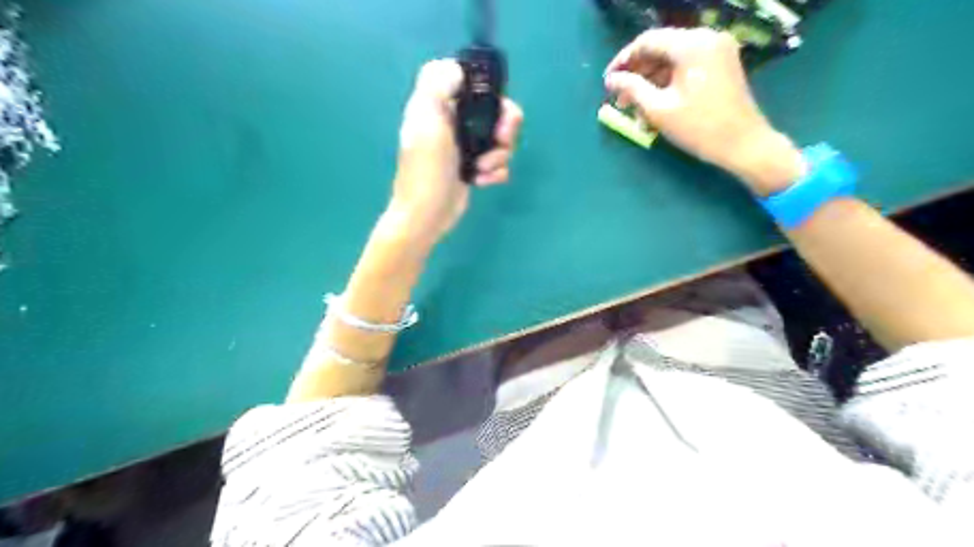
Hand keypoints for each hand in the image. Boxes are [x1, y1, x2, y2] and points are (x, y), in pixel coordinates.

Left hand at [388, 58, 525, 247]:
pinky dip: (496, 172)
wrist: (426, 216)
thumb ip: (437, 87)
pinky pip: (499, 162)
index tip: (491, 102)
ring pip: (501, 137)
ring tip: (483, 170)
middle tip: (501, 139)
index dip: (485, 87)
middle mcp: (454, 122)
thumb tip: (456, 68)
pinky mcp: (475, 167)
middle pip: (495, 108)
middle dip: (505, 126)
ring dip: (500, 155)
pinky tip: (481, 182)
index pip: (467, 79)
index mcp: (439, 105)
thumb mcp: (428, 124)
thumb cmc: (426, 170)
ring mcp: (466, 146)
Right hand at [607, 27, 802, 193]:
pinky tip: (653, 104)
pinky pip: (686, 67)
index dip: (622, 61)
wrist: (743, 144)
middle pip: (660, 48)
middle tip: (617, 97)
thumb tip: (611, 80)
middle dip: (636, 73)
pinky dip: (667, 83)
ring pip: (672, 59)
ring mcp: (716, 50)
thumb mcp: (658, 109)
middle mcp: (705, 38)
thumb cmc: (698, 127)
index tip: (607, 82)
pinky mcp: (721, 64)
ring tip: (632, 106)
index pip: (647, 42)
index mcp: (691, 45)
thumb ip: (632, 89)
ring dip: (649, 81)